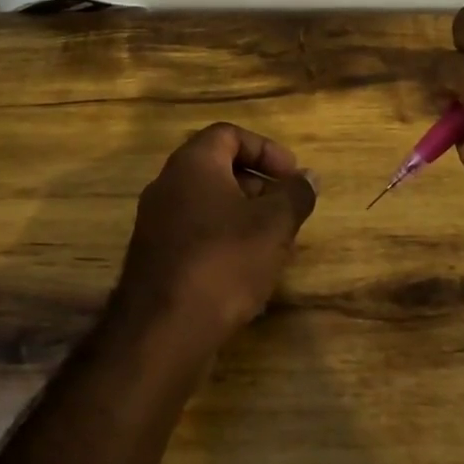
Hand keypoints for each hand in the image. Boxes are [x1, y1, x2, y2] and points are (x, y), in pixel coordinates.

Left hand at [111, 122, 319, 361]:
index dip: (266, 149)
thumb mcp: (274, 225)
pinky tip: (247, 273)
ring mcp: (156, 223)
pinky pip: (195, 235)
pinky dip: (223, 241)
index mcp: (192, 164)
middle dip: (258, 186)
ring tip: (274, 245)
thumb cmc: (224, 261)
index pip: (229, 134)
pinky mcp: (155, 257)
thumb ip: (295, 195)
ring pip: (207, 205)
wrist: (164, 329)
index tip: (292, 176)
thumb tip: (308, 177)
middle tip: (286, 210)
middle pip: (217, 168)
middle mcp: (167, 185)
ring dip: (243, 217)